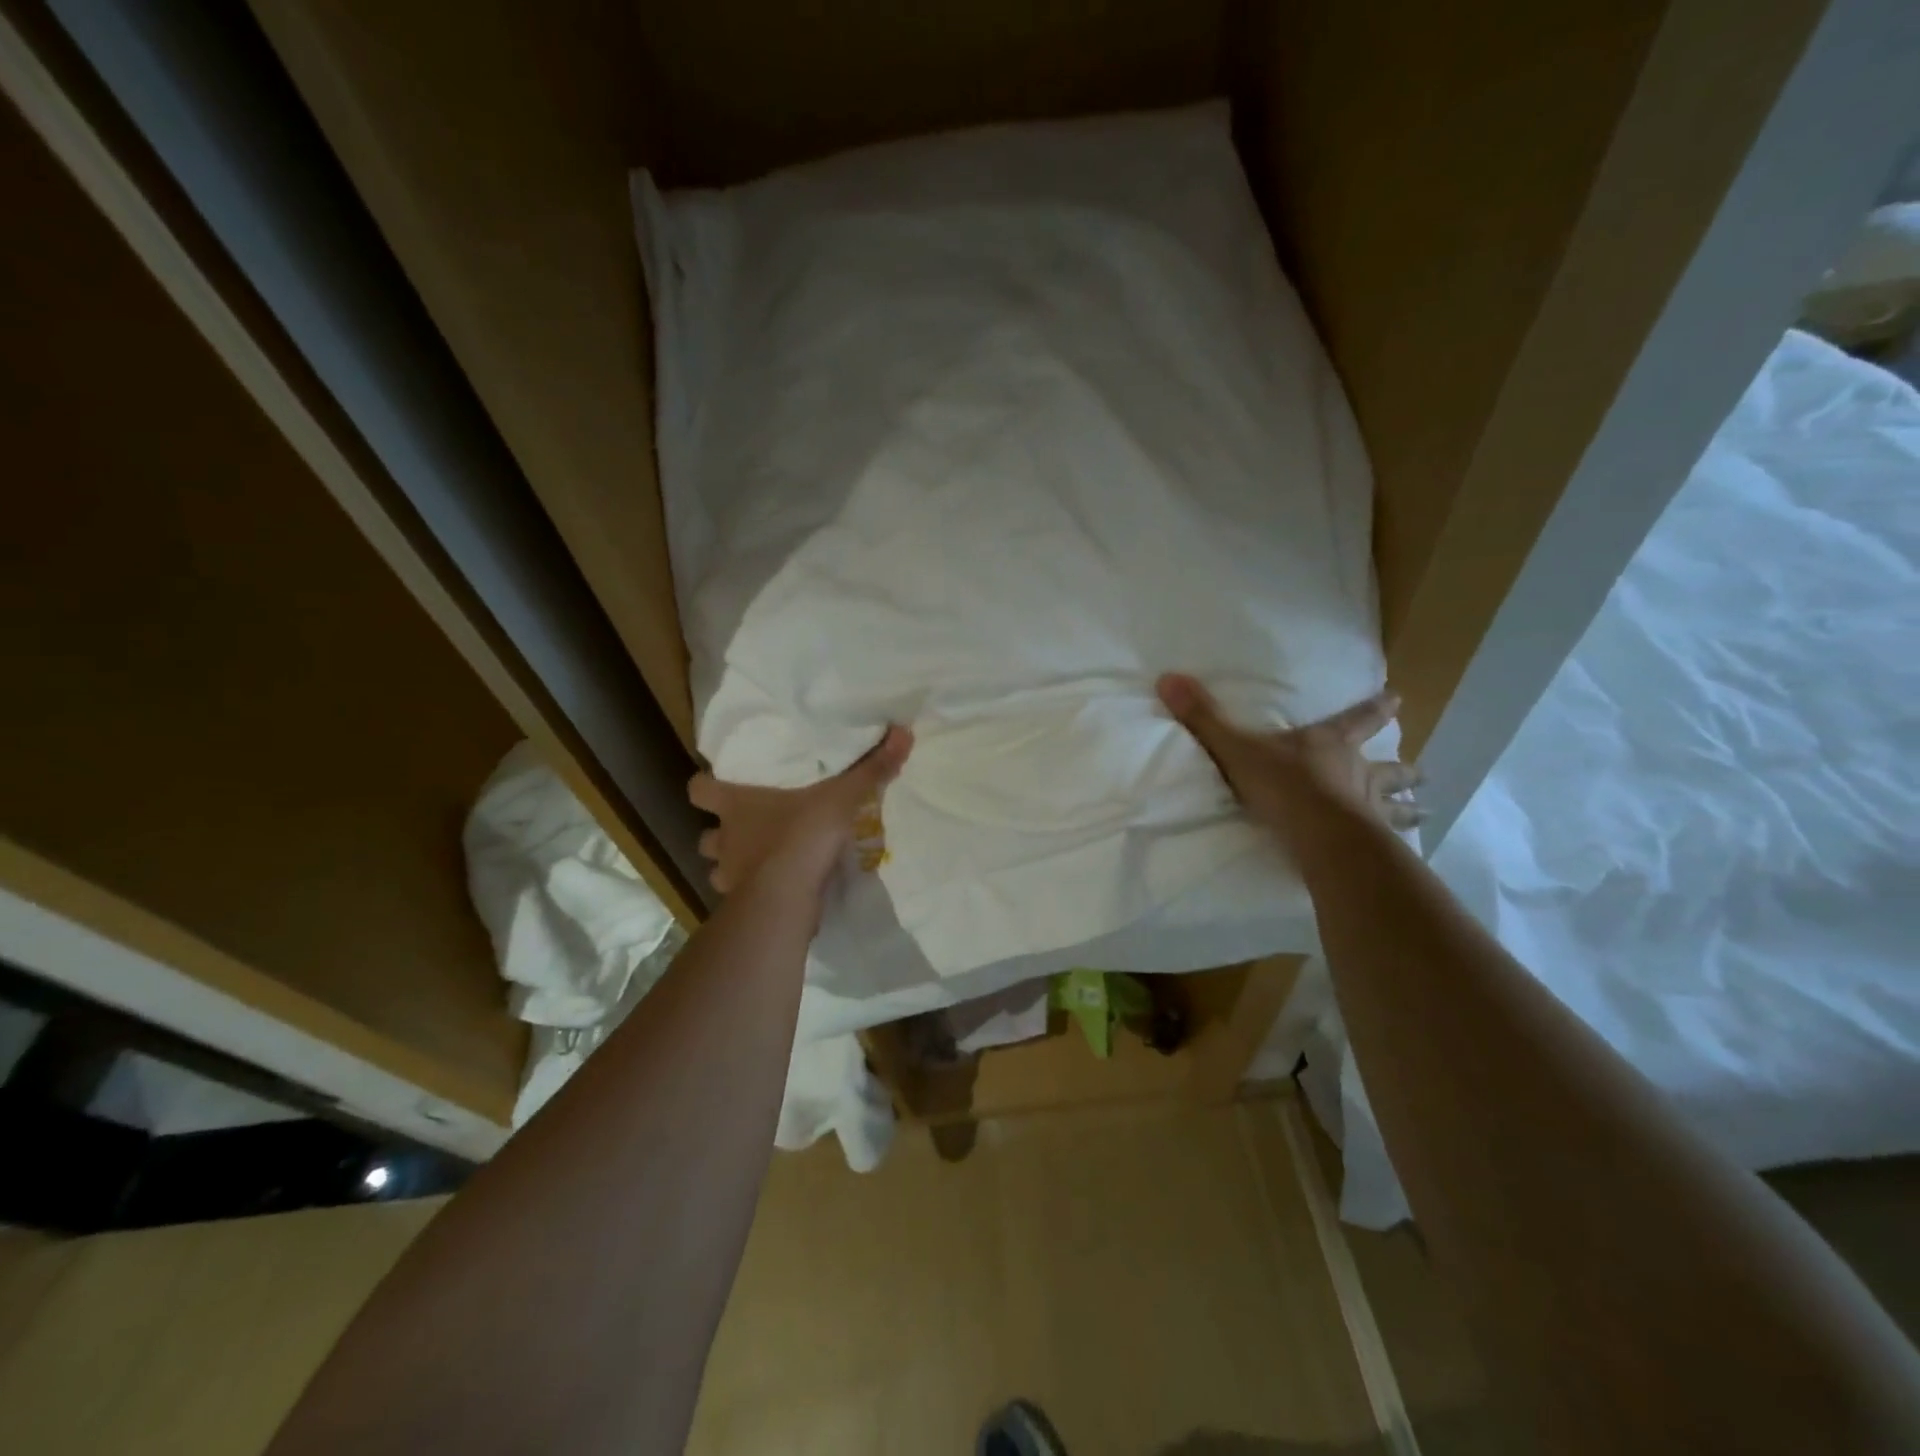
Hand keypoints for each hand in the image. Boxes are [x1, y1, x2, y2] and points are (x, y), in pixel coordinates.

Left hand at [689, 727, 913, 897]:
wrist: (787, 897)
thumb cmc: (802, 835)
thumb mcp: (842, 796)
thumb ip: (871, 768)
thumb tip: (904, 732)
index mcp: (736, 805)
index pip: (699, 789)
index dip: (707, 786)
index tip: (722, 784)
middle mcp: (725, 839)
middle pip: (706, 836)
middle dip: (722, 834)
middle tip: (749, 829)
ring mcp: (730, 876)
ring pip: (718, 869)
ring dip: (734, 866)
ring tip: (760, 862)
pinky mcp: (742, 906)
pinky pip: (739, 899)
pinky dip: (752, 894)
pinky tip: (774, 890)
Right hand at [1156, 674, 1422, 838]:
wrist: (1320, 834)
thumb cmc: (1283, 786)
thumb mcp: (1237, 749)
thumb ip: (1203, 719)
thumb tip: (1167, 677)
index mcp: (1328, 745)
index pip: (1356, 720)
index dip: (1375, 709)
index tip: (1398, 699)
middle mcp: (1355, 773)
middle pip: (1385, 767)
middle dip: (1401, 769)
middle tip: (1423, 772)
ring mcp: (1368, 810)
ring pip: (1394, 805)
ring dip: (1408, 808)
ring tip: (1425, 813)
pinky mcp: (1370, 843)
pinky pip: (1387, 842)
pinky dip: (1396, 846)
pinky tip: (1403, 857)